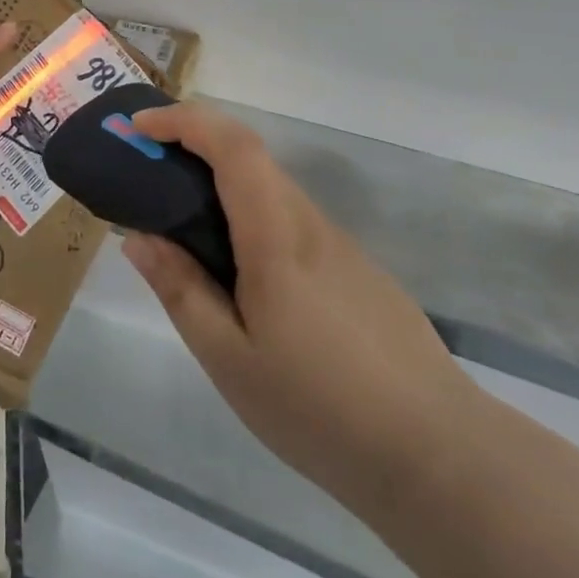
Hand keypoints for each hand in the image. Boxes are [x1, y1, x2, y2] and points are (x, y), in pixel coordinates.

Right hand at [125, 103, 478, 512]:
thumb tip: (139, 238)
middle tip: (147, 177)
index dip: (184, 121)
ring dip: (222, 187)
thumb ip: (181, 290)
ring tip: (183, 231)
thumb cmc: (320, 409)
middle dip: (194, 148)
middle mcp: (311, 225)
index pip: (233, 146)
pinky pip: (292, 224)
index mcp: (277, 237)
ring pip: (272, 192)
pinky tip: (242, 279)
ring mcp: (341, 247)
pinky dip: (251, 220)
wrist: (439, 456)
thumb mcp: (229, 359)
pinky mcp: (358, 272)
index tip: (141, 126)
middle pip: (251, 159)